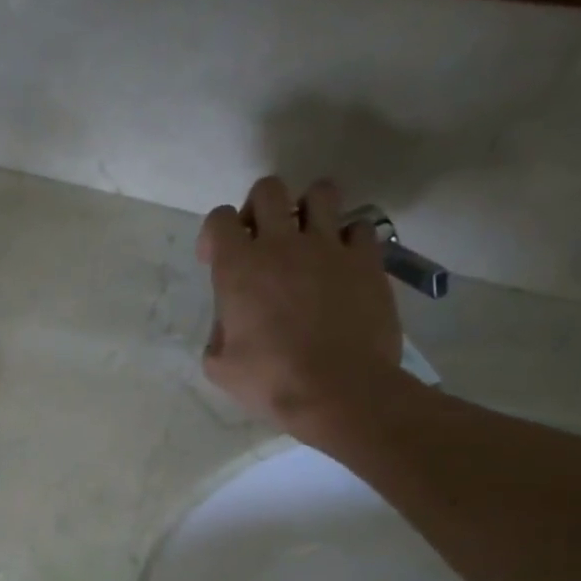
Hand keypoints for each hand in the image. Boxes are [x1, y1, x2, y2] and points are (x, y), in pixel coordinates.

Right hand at [198, 176, 409, 440]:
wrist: (338, 391)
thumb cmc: (270, 382)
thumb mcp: (220, 366)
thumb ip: (219, 332)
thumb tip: (230, 324)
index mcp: (238, 268)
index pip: (218, 219)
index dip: (214, 234)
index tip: (216, 259)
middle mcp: (281, 244)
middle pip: (268, 190)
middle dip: (259, 209)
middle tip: (261, 241)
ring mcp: (329, 247)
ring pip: (320, 192)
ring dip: (308, 209)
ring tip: (307, 238)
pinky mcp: (367, 260)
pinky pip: (359, 226)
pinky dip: (348, 238)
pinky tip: (342, 262)